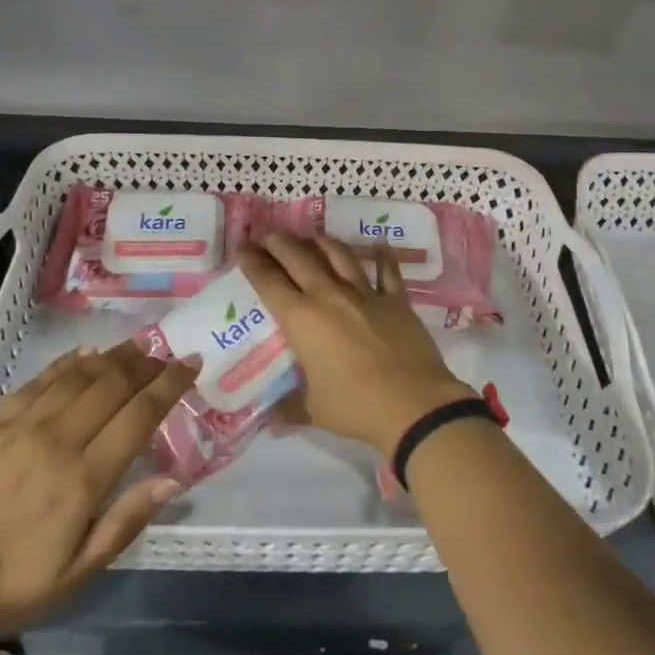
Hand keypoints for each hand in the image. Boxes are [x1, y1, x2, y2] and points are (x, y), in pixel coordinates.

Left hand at [0, 344, 196, 634]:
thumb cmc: (9, 584)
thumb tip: (173, 480)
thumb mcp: (75, 574)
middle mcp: (58, 440)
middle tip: (167, 353)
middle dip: (146, 364)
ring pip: (78, 376)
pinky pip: (38, 380)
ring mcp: (22, 425)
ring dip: (113, 357)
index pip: (139, 416)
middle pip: (112, 386)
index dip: (169, 385)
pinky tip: (84, 353)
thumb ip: (125, 522)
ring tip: (136, 345)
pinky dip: (66, 363)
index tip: (191, 364)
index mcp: (83, 479)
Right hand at [243, 232, 476, 456]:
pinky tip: (380, 245)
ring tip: (313, 237)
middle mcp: (329, 296)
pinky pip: (388, 272)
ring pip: (339, 255)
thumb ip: (291, 408)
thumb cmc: (355, 406)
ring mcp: (365, 294)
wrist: (412, 403)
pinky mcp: (396, 300)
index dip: (253, 261)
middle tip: (269, 235)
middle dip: (280, 243)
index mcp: (302, 319)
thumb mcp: (314, 410)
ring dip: (323, 242)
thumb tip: (272, 419)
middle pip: (299, 258)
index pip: (269, 281)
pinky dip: (383, 257)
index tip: (243, 246)